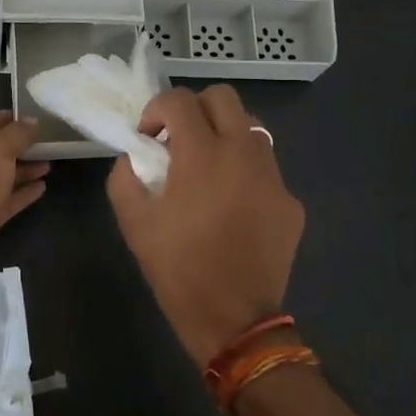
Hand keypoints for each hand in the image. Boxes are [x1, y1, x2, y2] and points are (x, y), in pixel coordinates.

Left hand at [0, 112, 47, 303]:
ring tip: (51, 162)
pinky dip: (24, 193)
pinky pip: (7, 201)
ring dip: (24, 169)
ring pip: (2, 177)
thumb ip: (17, 134)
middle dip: (19, 146)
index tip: (34, 115)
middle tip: (48, 140)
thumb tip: (32, 121)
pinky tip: (43, 187)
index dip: (8, 118)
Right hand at [107, 87, 304, 366]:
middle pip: (223, 97)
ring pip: (251, 126)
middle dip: (194, 109)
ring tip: (207, 166)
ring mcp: (273, 176)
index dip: (156, 110)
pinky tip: (232, 204)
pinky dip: (244, 170)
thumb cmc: (178, 268)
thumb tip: (135, 157)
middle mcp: (243, 153)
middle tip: (178, 140)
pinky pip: (266, 167)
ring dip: (223, 133)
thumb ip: (125, 177)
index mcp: (202, 154)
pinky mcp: (290, 201)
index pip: (179, 100)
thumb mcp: (134, 222)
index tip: (148, 138)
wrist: (234, 319)